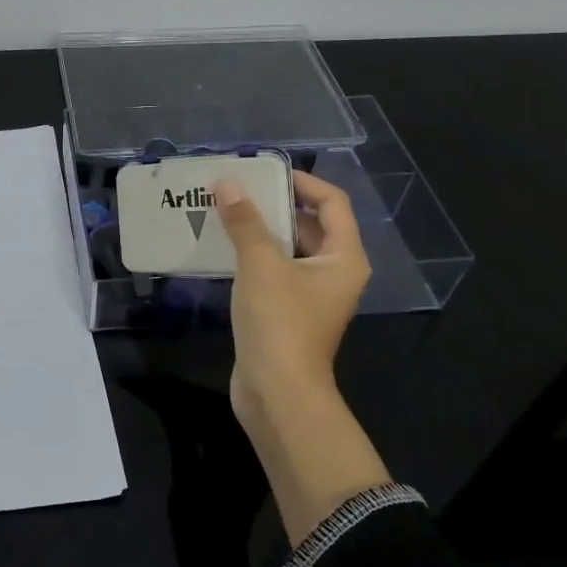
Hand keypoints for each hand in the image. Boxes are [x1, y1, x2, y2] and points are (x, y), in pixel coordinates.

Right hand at [215, 169, 371, 420]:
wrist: (278, 393)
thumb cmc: (280, 322)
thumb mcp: (261, 264)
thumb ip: (245, 222)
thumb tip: (227, 184)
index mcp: (344, 257)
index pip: (332, 203)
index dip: (302, 182)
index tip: (265, 173)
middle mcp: (334, 272)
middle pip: (310, 224)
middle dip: (276, 204)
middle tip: (239, 189)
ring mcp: (311, 295)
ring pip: (288, 249)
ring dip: (260, 230)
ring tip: (225, 211)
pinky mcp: (288, 312)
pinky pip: (274, 271)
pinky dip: (253, 255)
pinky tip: (222, 247)